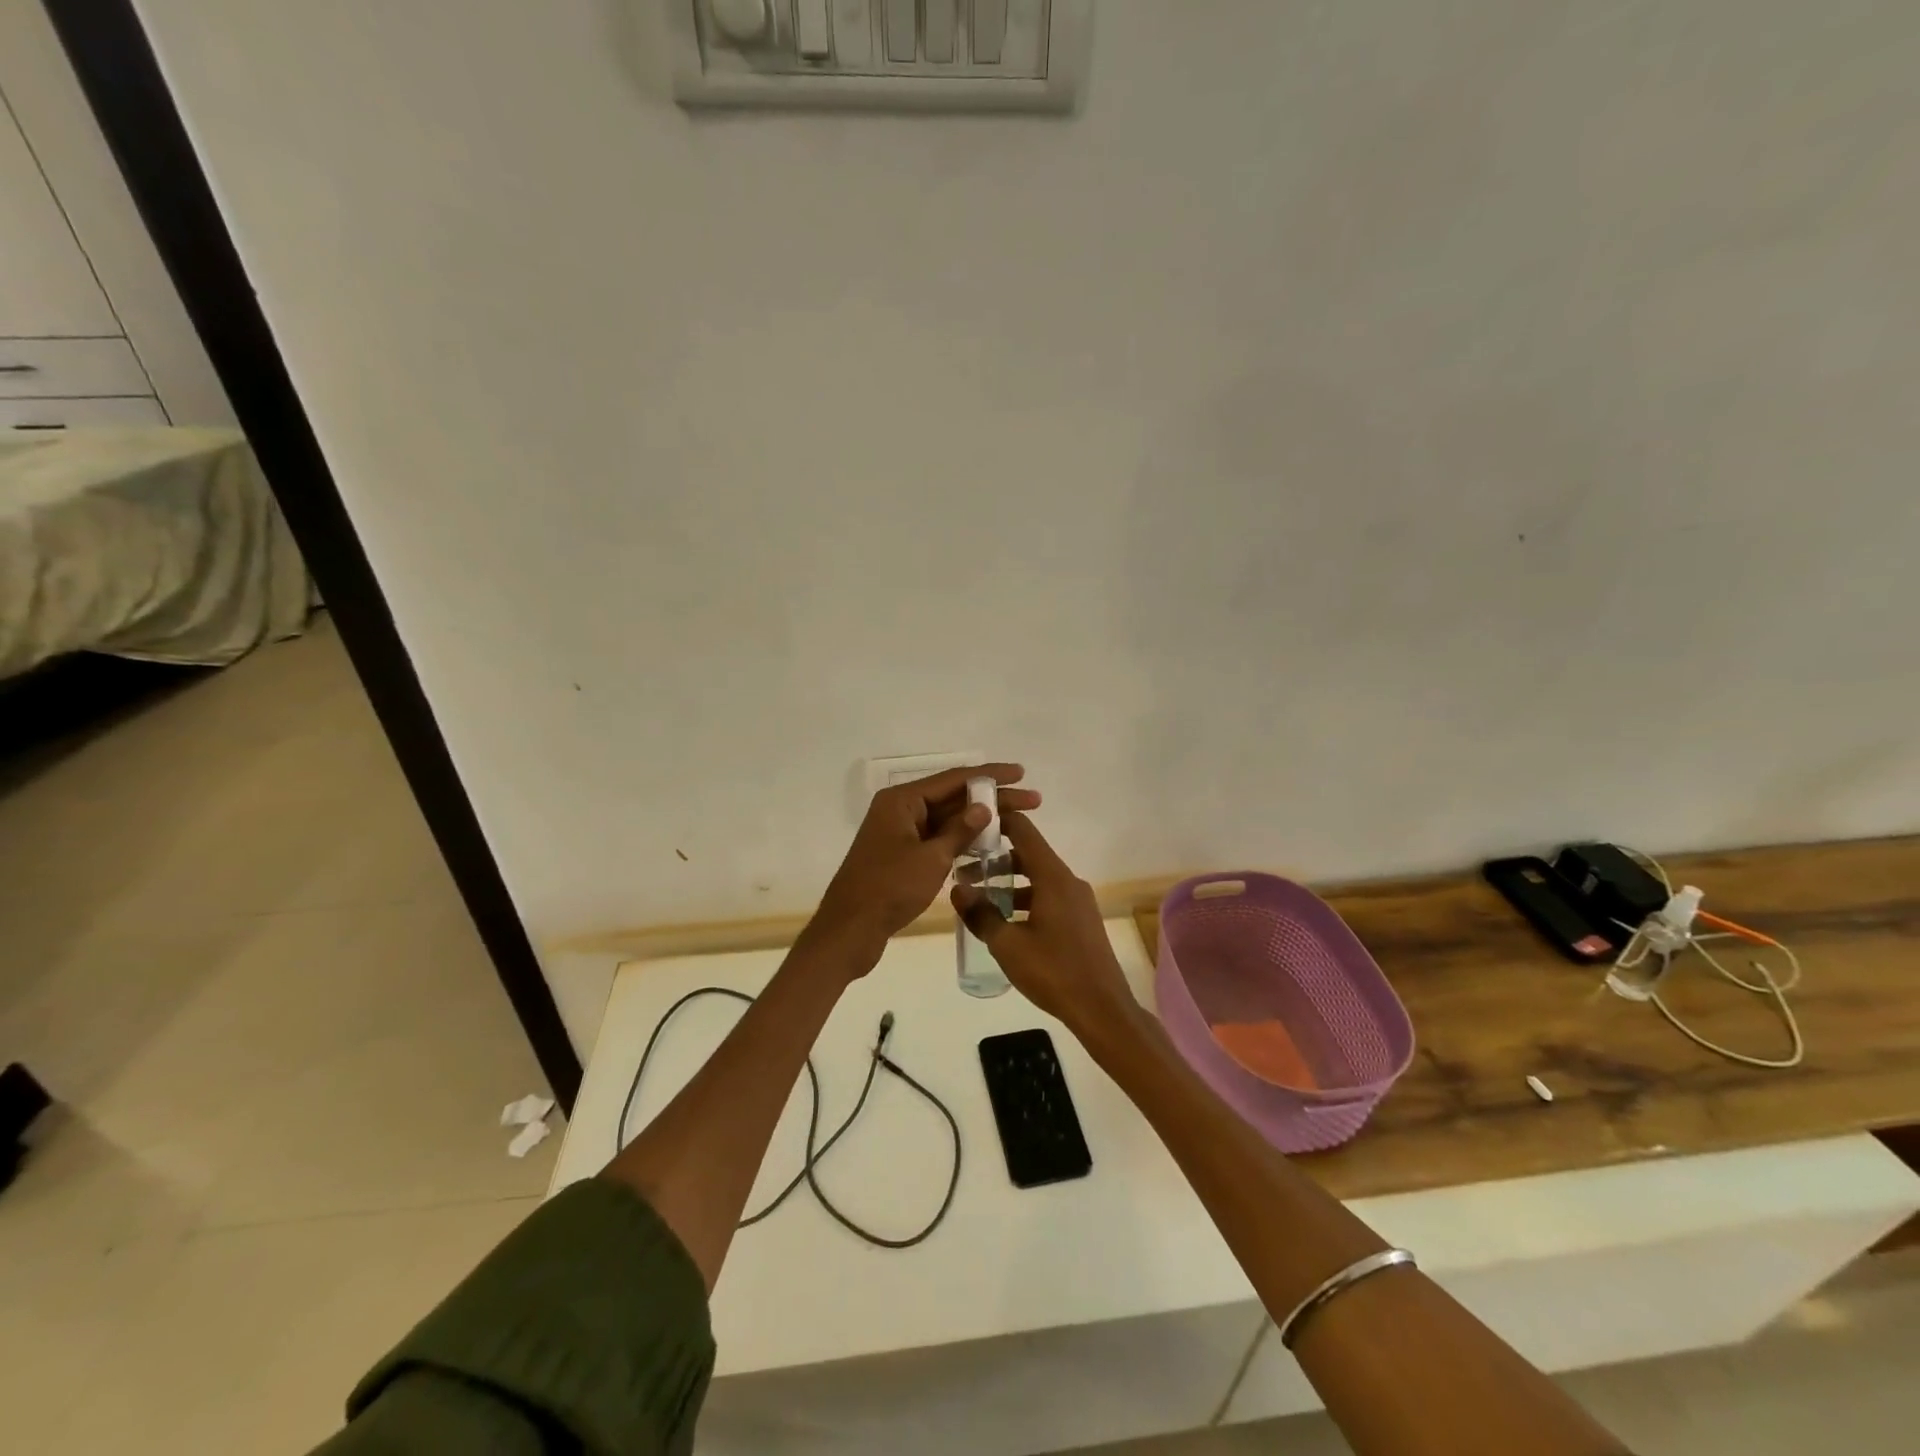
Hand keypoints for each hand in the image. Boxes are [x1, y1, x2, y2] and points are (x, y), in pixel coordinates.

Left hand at [811, 763, 1040, 967]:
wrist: (849, 931)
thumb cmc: (889, 889)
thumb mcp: (931, 858)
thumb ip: (960, 830)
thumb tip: (984, 807)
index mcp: (902, 801)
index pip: (954, 779)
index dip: (990, 775)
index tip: (1021, 773)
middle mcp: (900, 810)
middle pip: (952, 797)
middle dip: (992, 798)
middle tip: (1032, 800)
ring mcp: (900, 833)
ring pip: (946, 819)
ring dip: (979, 820)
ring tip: (1018, 821)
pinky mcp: (902, 856)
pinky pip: (937, 839)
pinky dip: (961, 840)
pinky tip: (988, 844)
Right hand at [951, 811, 1144, 1048]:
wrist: (1102, 1009)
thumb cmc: (1053, 972)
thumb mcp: (1008, 945)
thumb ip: (981, 914)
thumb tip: (958, 889)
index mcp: (1053, 878)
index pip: (1024, 831)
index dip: (999, 821)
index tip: (972, 824)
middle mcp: (1068, 881)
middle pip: (1030, 854)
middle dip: (997, 857)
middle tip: (966, 867)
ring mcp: (1078, 901)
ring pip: (1039, 878)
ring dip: (1011, 882)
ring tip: (980, 897)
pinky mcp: (1081, 920)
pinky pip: (1049, 896)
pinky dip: (1027, 898)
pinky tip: (1007, 921)